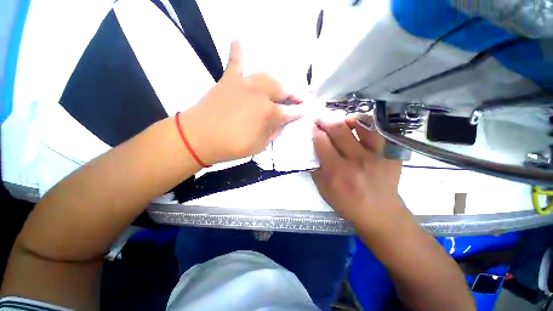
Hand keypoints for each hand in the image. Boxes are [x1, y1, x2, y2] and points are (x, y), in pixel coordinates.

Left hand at [179, 41, 300, 164]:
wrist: (198, 138)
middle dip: (296, 93)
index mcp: (268, 114)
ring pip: (268, 76)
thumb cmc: (231, 146)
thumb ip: (273, 132)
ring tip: (284, 85)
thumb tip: (280, 123)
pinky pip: (235, 62)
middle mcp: (260, 95)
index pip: (291, 111)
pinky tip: (238, 40)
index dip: (300, 111)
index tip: (307, 110)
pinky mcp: (229, 80)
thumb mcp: (259, 146)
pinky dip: (238, 52)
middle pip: (283, 89)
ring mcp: (244, 84)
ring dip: (279, 80)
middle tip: (302, 96)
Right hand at [311, 116, 405, 229]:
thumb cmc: (347, 204)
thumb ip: (316, 169)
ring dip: (347, 119)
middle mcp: (356, 160)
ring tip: (341, 120)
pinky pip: (379, 133)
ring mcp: (376, 156)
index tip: (313, 128)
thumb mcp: (324, 190)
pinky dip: (367, 126)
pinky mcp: (391, 155)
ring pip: (361, 125)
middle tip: (320, 118)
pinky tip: (360, 128)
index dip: (316, 132)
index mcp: (336, 171)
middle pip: (338, 130)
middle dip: (326, 120)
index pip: (322, 143)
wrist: (380, 213)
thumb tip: (312, 151)